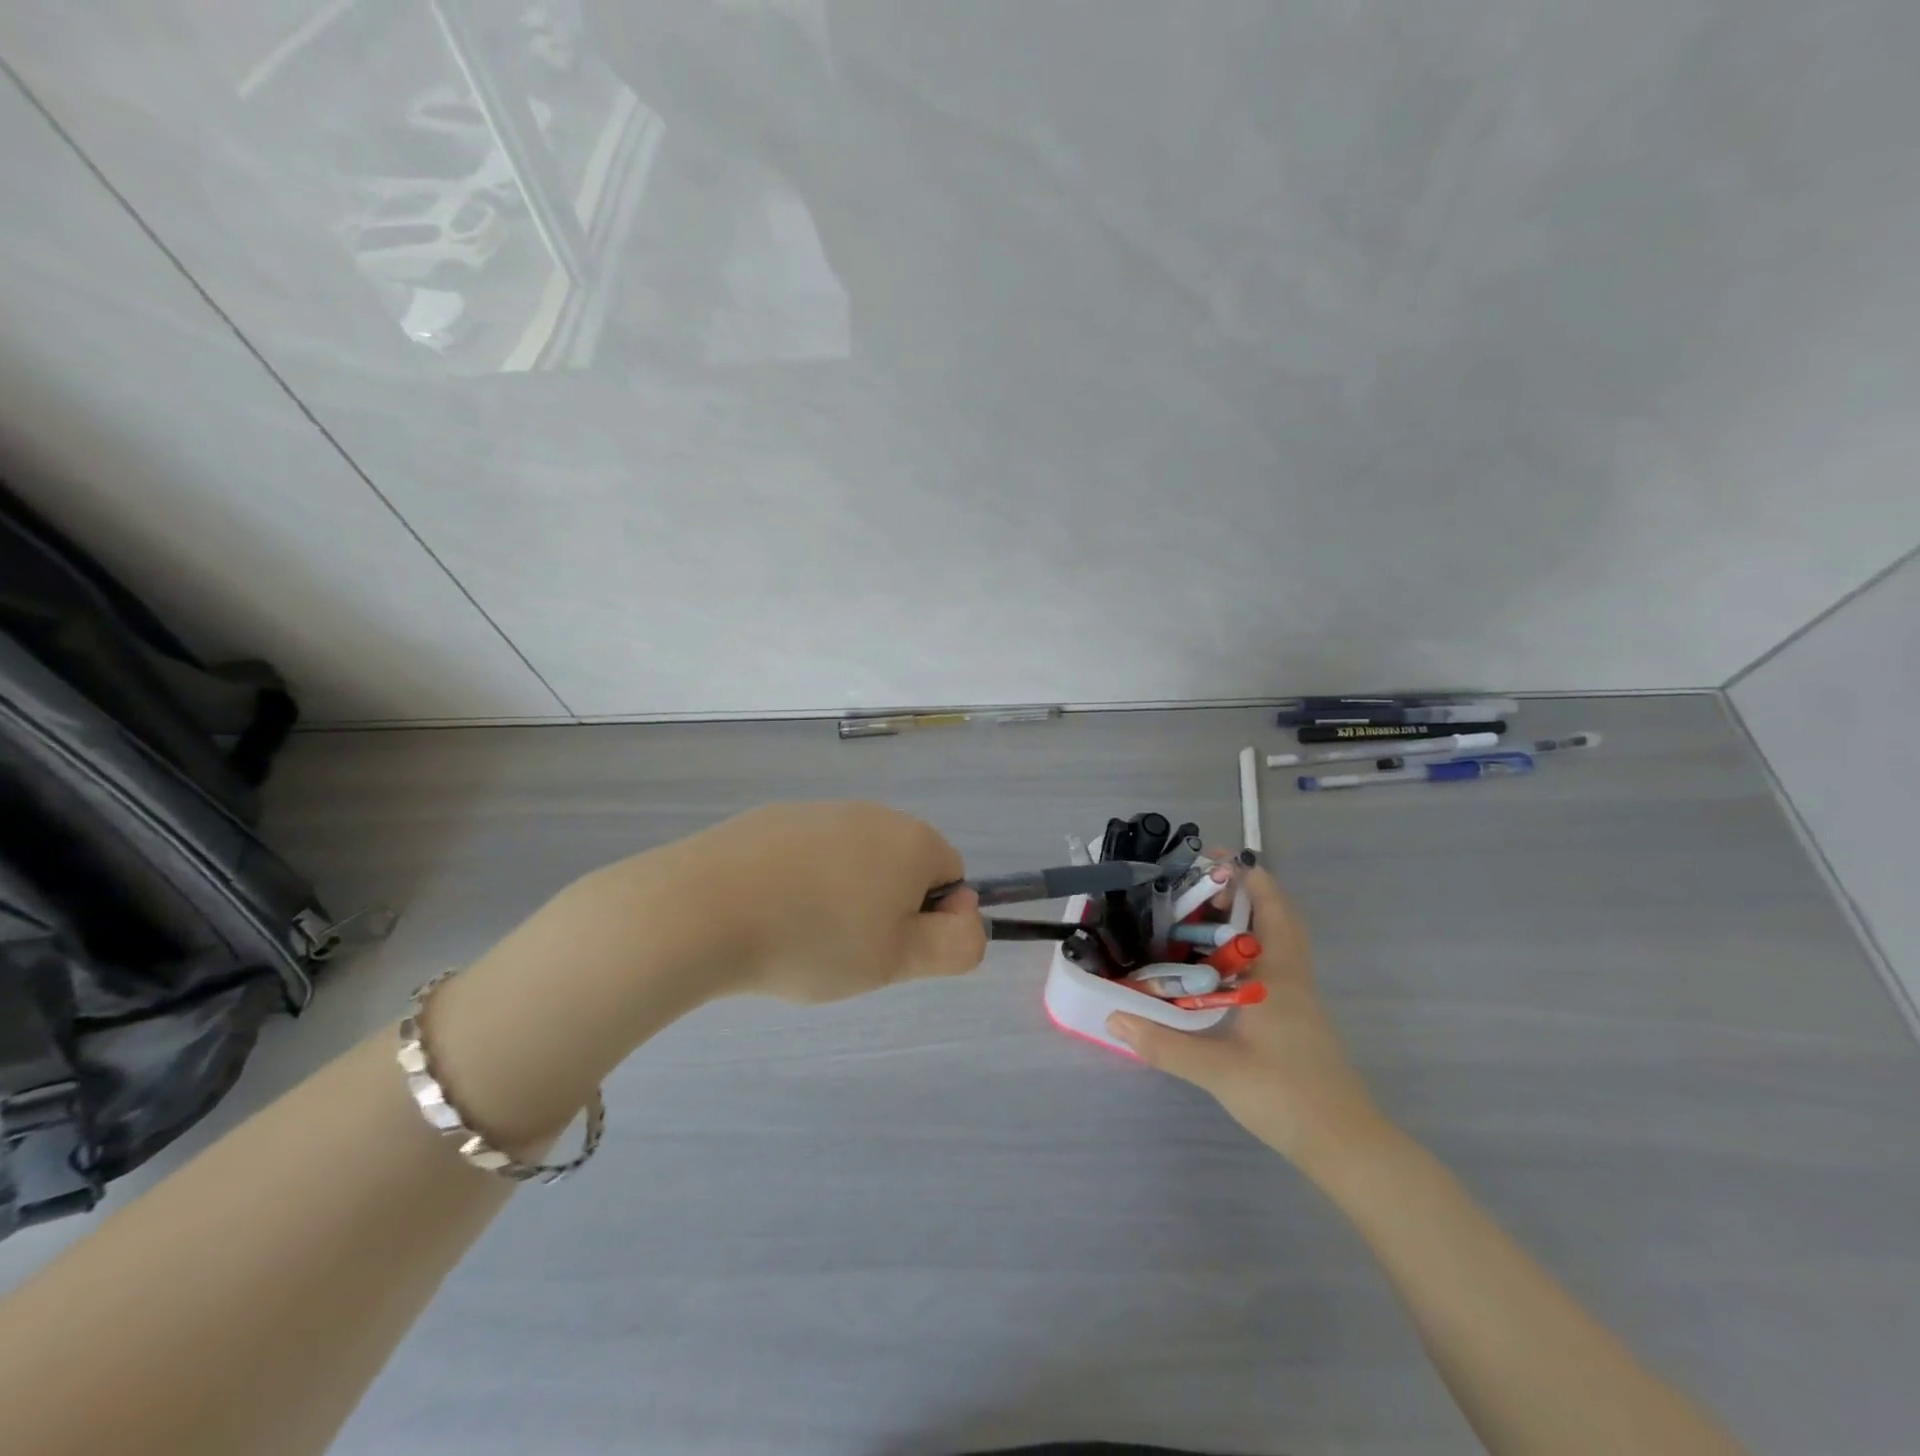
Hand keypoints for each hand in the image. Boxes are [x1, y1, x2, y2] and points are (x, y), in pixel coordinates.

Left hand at [671, 801, 987, 1003]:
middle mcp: (871, 813)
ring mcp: (817, 811)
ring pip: (853, 862)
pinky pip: (807, 857)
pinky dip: (801, 884)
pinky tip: (768, 915)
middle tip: (850, 950)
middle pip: (901, 866)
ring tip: (803, 937)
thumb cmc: (815, 938)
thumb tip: (967, 921)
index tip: (894, 949)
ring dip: (843, 898)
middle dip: (888, 908)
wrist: (703, 908)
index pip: (952, 876)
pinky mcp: (770, 820)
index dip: (934, 919)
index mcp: (911, 839)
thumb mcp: (899, 960)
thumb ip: (956, 946)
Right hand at [1106, 866, 1391, 1179]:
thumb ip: (1164, 1044)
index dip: (1244, 876)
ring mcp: (1296, 995)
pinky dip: (1244, 947)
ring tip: (1196, 917)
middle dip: (1239, 891)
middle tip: (1193, 887)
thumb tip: (1114, 1017)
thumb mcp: (1218, 1071)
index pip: (1269, 906)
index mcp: (1277, 975)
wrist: (1346, 1145)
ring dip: (1243, 918)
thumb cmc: (1287, 1098)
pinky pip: (1270, 962)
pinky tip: (1213, 966)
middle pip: (1275, 914)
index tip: (1207, 860)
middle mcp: (1290, 975)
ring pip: (1274, 938)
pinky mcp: (1294, 1014)